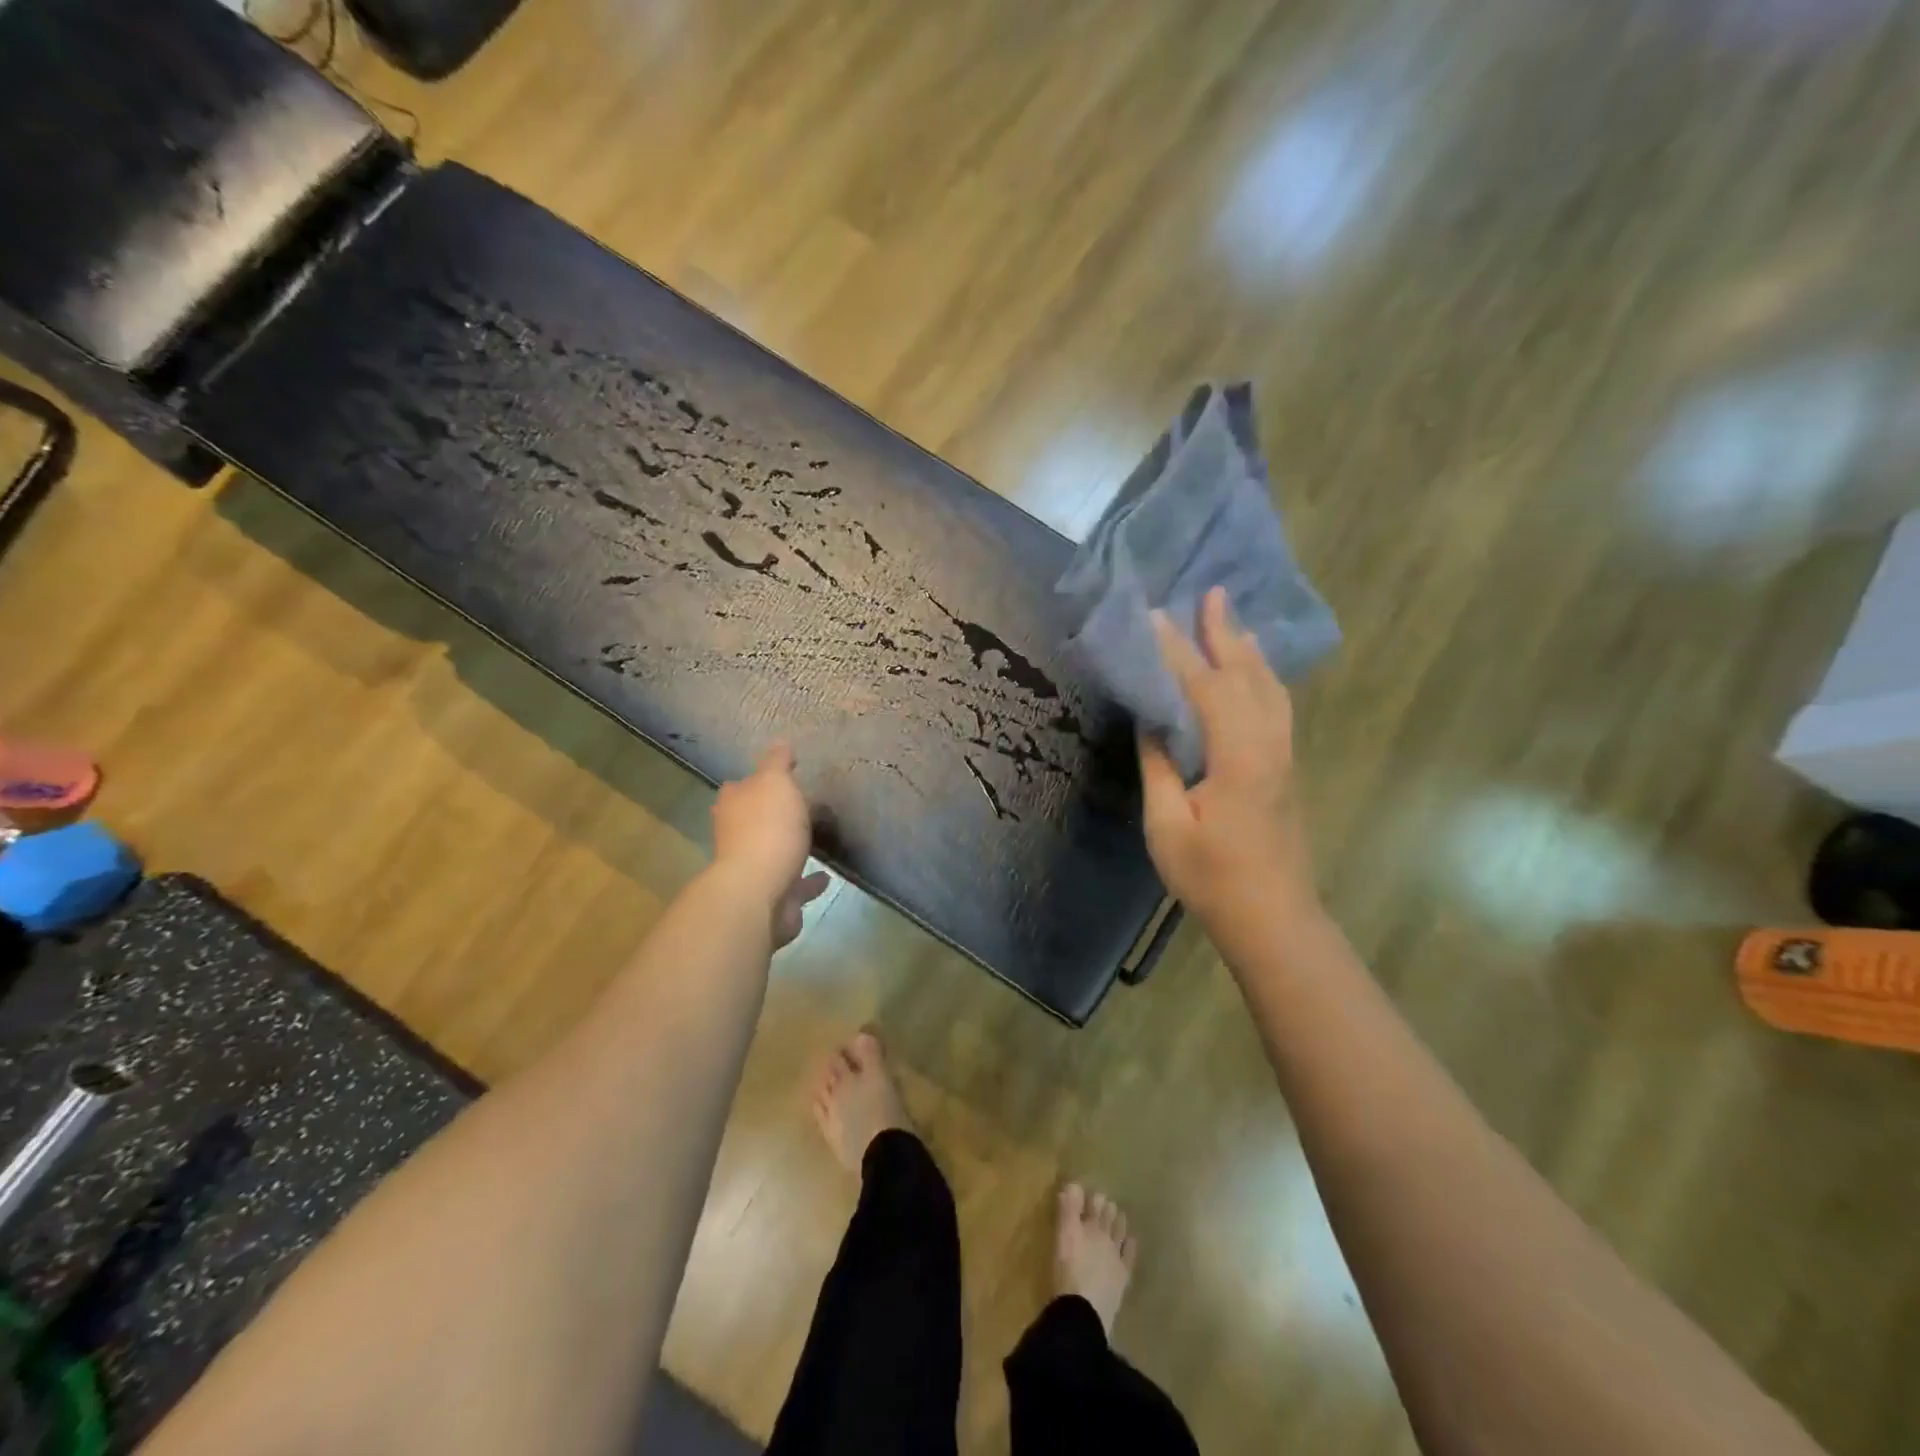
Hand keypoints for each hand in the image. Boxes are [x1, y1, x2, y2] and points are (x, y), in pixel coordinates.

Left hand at [712, 742, 830, 946]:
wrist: (760, 891)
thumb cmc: (767, 828)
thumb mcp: (775, 783)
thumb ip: (778, 762)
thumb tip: (781, 741)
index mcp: (734, 805)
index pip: (742, 786)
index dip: (760, 780)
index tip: (784, 776)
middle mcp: (736, 835)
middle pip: (754, 819)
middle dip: (773, 815)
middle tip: (802, 808)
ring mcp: (752, 868)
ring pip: (773, 852)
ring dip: (789, 847)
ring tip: (815, 840)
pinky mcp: (771, 896)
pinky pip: (794, 884)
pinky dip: (808, 880)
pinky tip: (825, 876)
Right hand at [1138, 587, 1318, 925]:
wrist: (1273, 919)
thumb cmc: (1213, 878)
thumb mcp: (1167, 826)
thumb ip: (1160, 767)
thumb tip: (1152, 722)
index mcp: (1238, 757)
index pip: (1205, 688)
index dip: (1178, 651)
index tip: (1155, 617)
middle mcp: (1269, 745)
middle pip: (1248, 676)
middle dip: (1225, 633)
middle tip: (1211, 593)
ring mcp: (1283, 756)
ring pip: (1271, 688)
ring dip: (1249, 651)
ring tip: (1232, 621)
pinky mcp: (1286, 768)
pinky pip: (1276, 705)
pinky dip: (1262, 677)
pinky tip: (1253, 673)